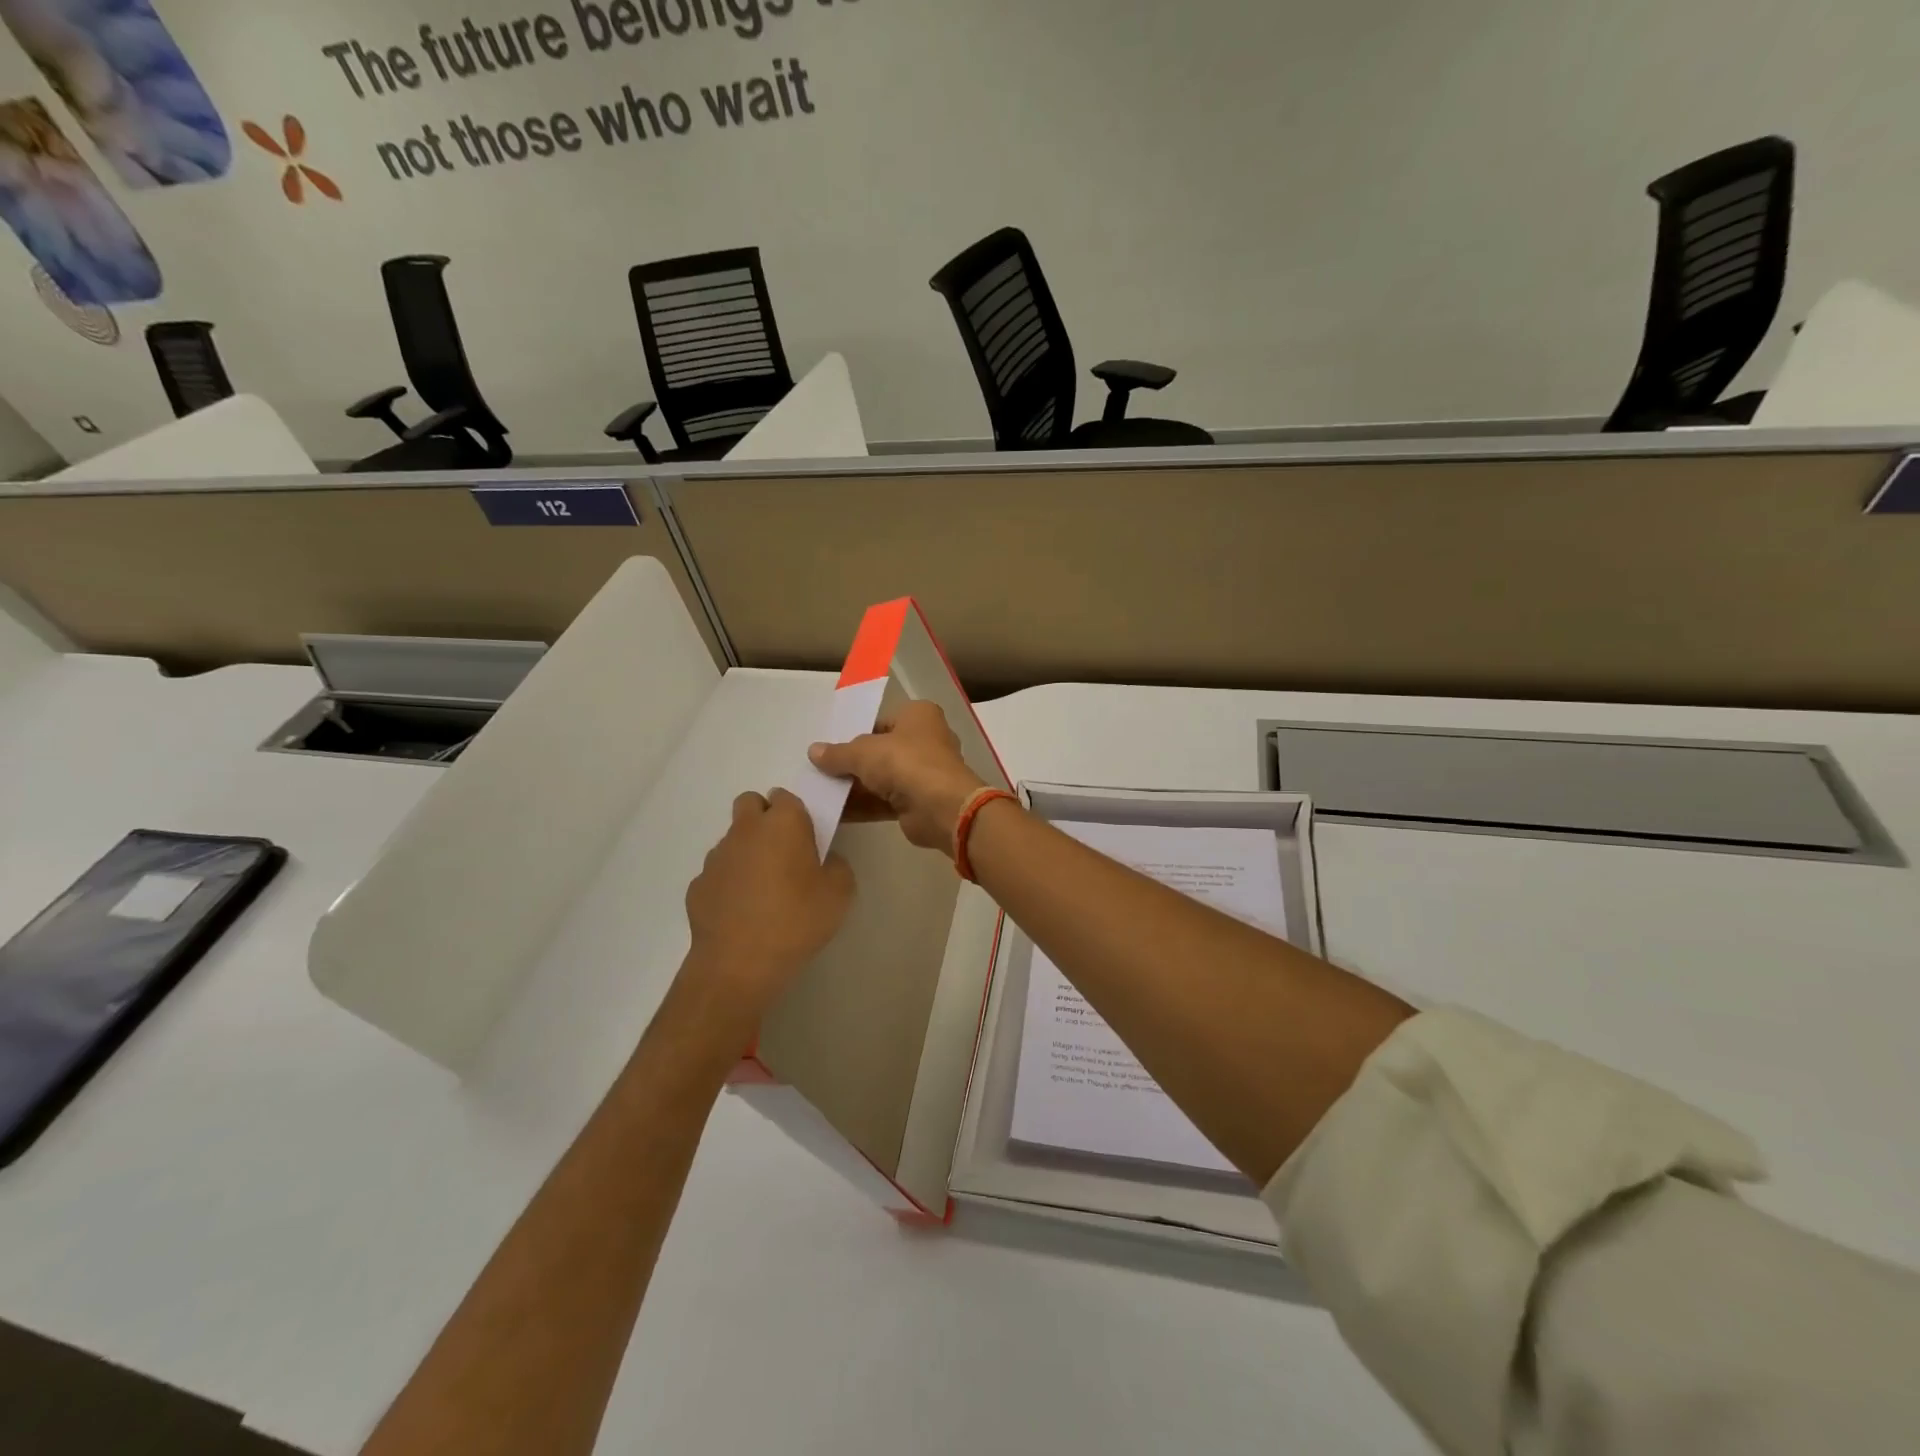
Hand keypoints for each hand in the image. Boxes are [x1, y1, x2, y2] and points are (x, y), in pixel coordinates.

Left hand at [682, 789, 855, 1020]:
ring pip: (733, 838)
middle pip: (751, 803)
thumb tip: (823, 862)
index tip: (807, 838)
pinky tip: (742, 911)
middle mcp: (746, 830)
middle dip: (765, 818)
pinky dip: (729, 882)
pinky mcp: (698, 885)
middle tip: (783, 852)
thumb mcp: (840, 894)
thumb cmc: (796, 921)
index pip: (787, 796)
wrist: (738, 965)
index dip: (797, 813)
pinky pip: (718, 872)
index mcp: (783, 823)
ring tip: (763, 889)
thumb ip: (836, 866)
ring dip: (747, 851)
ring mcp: (716, 857)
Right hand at [809, 700, 989, 854]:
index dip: (855, 734)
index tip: (830, 747)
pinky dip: (863, 805)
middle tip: (820, 770)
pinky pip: (885, 800)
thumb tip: (813, 751)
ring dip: (855, 786)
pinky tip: (834, 811)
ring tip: (820, 792)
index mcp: (918, 715)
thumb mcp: (863, 752)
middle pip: (880, 751)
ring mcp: (924, 773)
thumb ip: (837, 753)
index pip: (880, 721)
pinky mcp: (919, 801)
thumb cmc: (906, 762)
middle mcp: (925, 740)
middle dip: (853, 763)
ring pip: (882, 777)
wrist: (941, 807)